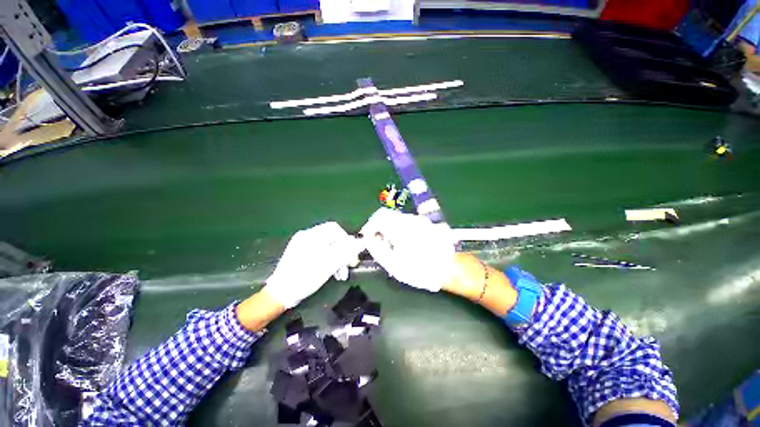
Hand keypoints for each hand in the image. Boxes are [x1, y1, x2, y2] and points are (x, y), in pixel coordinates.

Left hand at [263, 222, 363, 308]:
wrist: (279, 294)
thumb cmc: (305, 277)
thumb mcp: (329, 264)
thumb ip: (346, 250)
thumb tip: (362, 240)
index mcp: (311, 235)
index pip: (335, 228)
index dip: (347, 239)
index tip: (352, 254)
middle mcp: (306, 236)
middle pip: (332, 238)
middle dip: (343, 252)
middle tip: (350, 266)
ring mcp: (302, 245)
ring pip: (327, 247)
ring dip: (337, 259)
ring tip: (342, 275)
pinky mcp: (300, 254)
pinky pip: (319, 253)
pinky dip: (328, 261)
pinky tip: (332, 273)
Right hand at [360, 208, 455, 291]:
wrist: (449, 268)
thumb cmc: (420, 269)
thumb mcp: (393, 264)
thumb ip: (376, 249)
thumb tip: (368, 238)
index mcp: (400, 226)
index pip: (378, 216)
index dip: (369, 226)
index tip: (367, 238)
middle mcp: (409, 219)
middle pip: (387, 214)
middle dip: (378, 226)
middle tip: (376, 241)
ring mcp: (419, 220)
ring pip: (396, 218)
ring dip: (388, 227)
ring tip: (390, 244)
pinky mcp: (425, 223)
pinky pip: (406, 221)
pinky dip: (398, 228)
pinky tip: (402, 242)